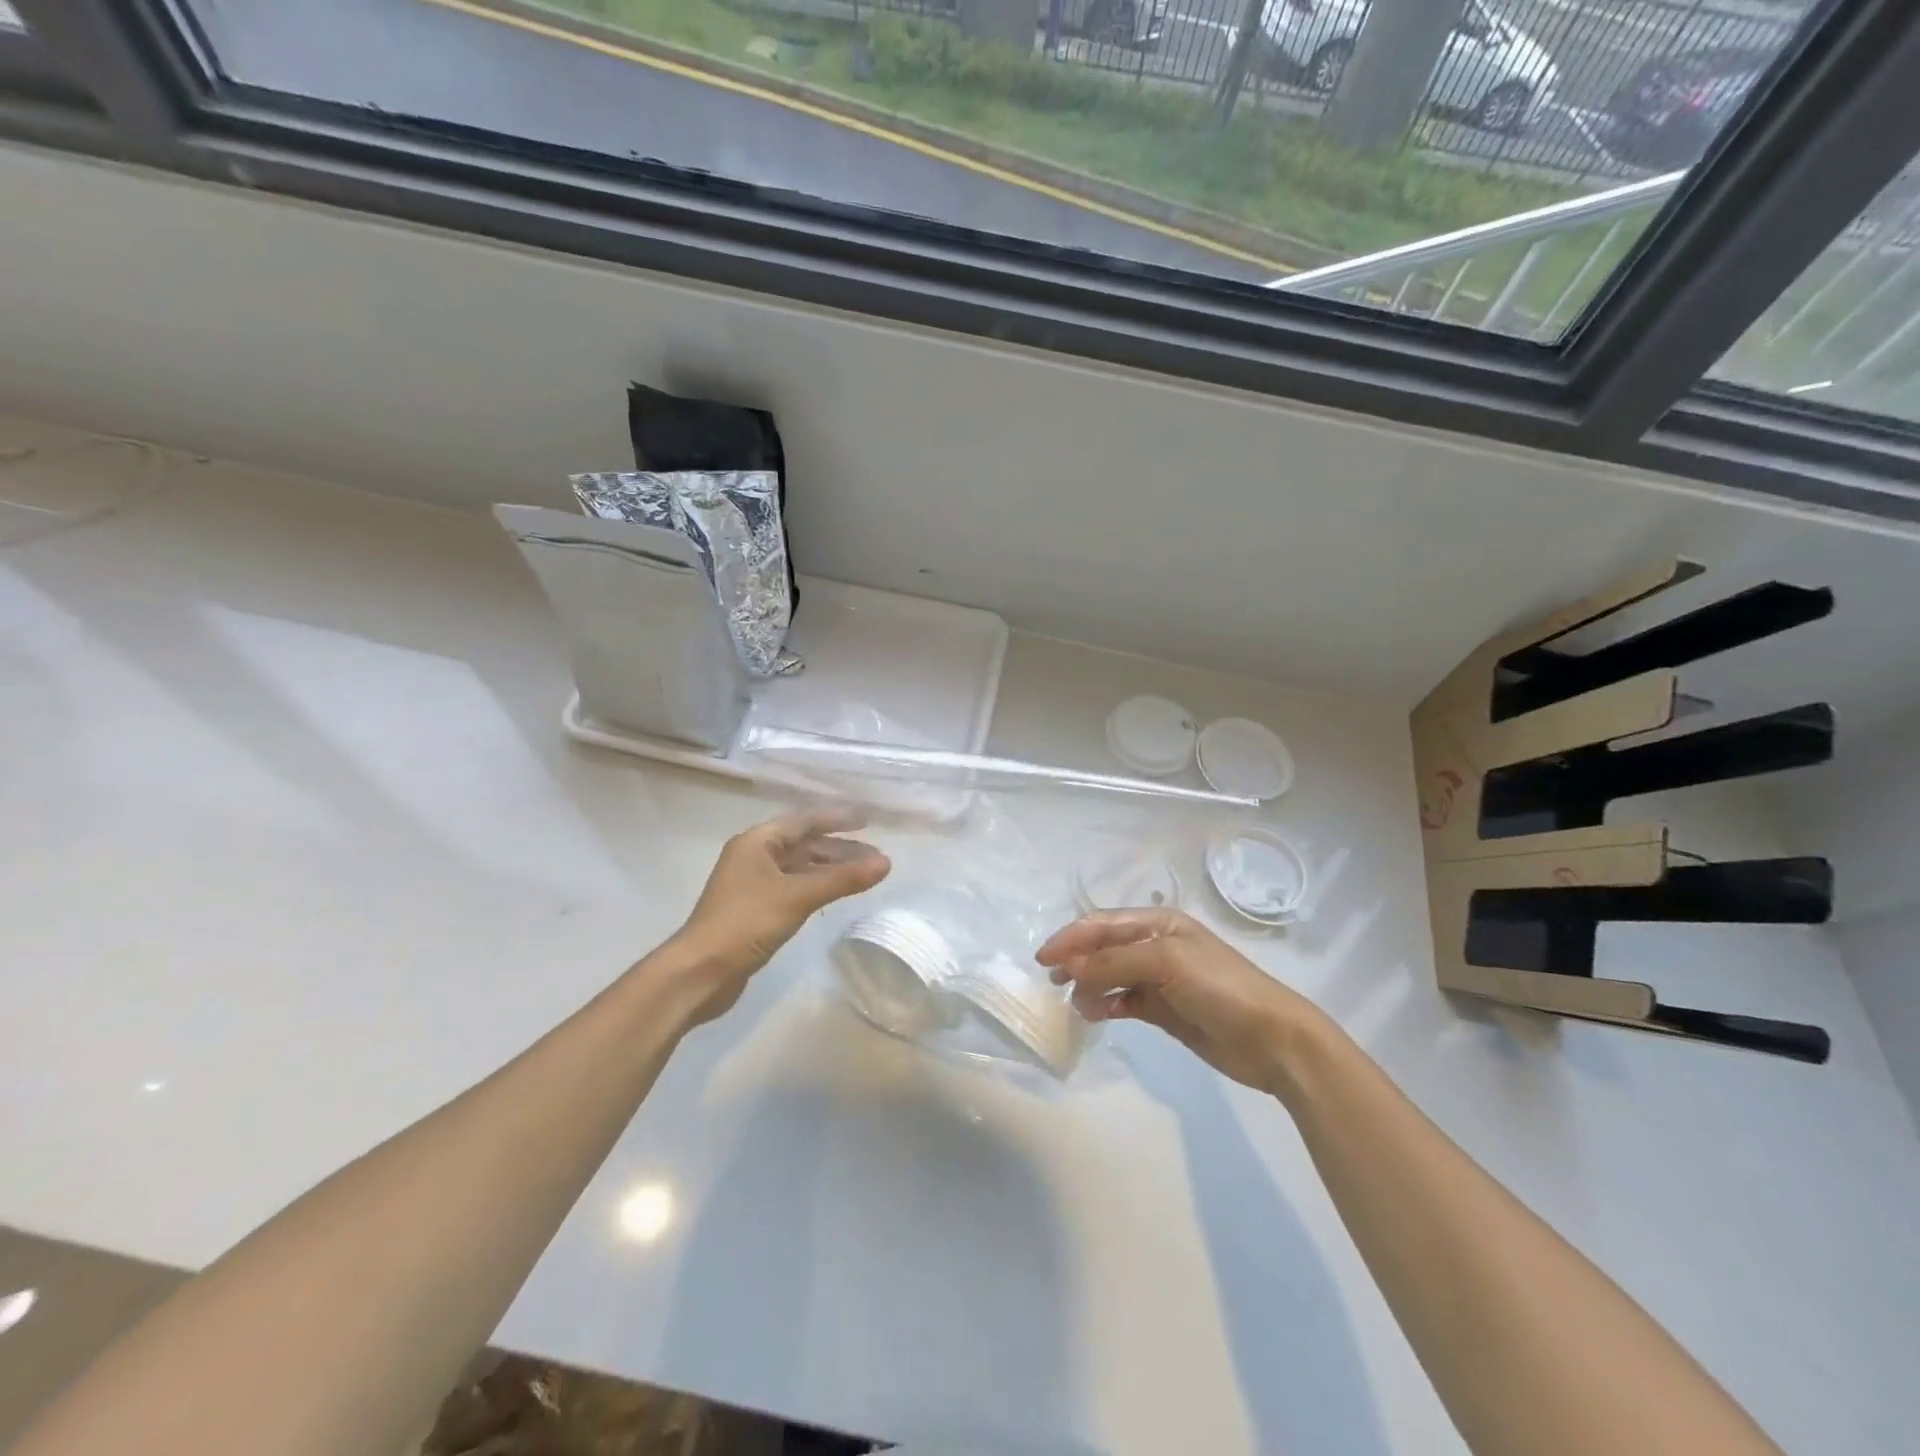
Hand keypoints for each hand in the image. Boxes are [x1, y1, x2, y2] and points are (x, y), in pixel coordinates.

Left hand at [666, 806, 890, 1022]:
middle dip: (840, 849)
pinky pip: (793, 888)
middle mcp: (754, 856)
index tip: (869, 820)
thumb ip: (842, 879)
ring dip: (830, 870)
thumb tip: (886, 863)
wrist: (699, 972)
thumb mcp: (797, 897)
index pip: (805, 821)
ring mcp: (753, 884)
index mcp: (757, 842)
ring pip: (800, 868)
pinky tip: (835, 896)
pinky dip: (817, 888)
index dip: (837, 819)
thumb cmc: (745, 923)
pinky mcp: (755, 909)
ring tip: (864, 876)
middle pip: (804, 844)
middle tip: (876, 856)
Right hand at [1038, 909, 1323, 1092]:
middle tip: (1053, 981)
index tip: (1043, 959)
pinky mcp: (1163, 1009)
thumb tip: (1071, 968)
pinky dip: (1106, 1005)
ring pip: (1110, 976)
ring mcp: (1160, 979)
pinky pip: (1123, 1001)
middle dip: (1077, 960)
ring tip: (1079, 1006)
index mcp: (1159, 923)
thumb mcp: (1166, 963)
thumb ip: (1114, 962)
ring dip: (1090, 986)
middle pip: (1104, 947)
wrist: (1272, 1039)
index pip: (1103, 923)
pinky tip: (1096, 1015)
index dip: (1071, 937)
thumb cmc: (1221, 988)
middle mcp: (1156, 946)